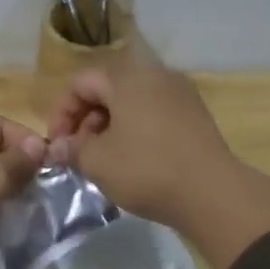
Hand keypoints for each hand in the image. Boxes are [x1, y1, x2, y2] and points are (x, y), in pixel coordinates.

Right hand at [45, 41, 234, 229]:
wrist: (212, 193)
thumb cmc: (146, 169)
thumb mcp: (97, 162)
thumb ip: (71, 150)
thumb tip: (57, 148)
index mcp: (127, 77)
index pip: (80, 83)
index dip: (61, 113)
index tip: (57, 144)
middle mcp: (155, 75)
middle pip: (107, 89)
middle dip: (85, 120)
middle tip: (78, 153)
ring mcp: (180, 94)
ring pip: (131, 103)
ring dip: (109, 127)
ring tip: (103, 160)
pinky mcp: (196, 115)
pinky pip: (153, 114)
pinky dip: (135, 131)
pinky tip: (132, 161)